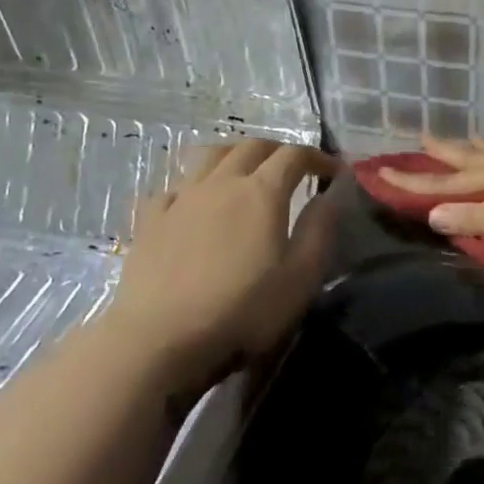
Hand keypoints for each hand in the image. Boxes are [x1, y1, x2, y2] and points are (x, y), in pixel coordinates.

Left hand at [102, 138, 338, 394]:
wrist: (161, 337)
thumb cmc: (242, 310)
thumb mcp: (301, 277)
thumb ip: (319, 230)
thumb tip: (330, 195)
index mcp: (262, 192)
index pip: (294, 155)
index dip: (318, 157)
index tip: (334, 172)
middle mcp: (221, 183)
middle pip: (252, 146)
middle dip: (278, 150)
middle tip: (293, 168)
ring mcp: (181, 198)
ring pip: (210, 156)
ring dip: (235, 154)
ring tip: (245, 171)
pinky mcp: (150, 220)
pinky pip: (174, 187)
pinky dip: (193, 186)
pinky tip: (194, 203)